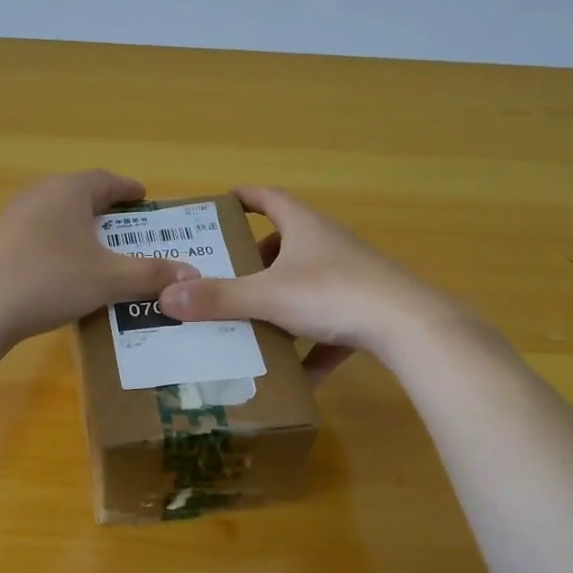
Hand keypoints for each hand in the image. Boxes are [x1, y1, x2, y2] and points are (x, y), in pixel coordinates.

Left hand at [0, 170, 198, 351]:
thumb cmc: (49, 281)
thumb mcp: (109, 279)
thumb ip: (151, 275)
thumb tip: (193, 275)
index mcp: (68, 190)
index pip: (107, 180)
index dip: (129, 190)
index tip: (144, 199)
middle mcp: (38, 193)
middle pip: (80, 195)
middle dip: (105, 210)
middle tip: (127, 229)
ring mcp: (12, 216)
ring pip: (56, 215)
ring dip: (79, 228)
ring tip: (98, 251)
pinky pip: (37, 235)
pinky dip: (57, 245)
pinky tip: (62, 271)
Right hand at [158, 186, 466, 378]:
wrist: (407, 326)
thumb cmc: (332, 294)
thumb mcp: (268, 296)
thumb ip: (219, 298)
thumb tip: (165, 296)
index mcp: (305, 228)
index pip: (270, 200)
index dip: (246, 198)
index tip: (224, 202)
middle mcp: (329, 246)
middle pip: (288, 243)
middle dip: (257, 259)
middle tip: (227, 275)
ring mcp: (352, 278)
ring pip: (308, 285)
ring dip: (282, 302)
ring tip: (252, 322)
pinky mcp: (368, 311)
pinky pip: (331, 325)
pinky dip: (312, 346)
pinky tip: (296, 375)